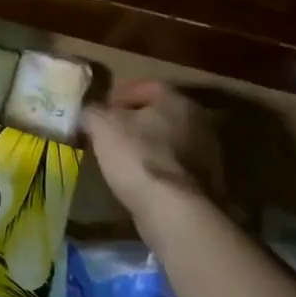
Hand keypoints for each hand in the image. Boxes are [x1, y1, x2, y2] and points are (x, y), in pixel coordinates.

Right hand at [80, 80, 219, 224]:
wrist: (173, 210)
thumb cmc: (137, 156)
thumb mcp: (102, 126)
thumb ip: (92, 112)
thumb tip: (88, 112)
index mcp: (178, 101)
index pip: (149, 86)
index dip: (123, 94)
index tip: (104, 107)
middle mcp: (199, 122)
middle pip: (162, 114)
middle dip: (136, 120)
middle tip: (112, 131)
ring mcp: (207, 154)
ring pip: (170, 141)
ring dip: (148, 145)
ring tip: (122, 157)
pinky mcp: (206, 183)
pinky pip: (175, 167)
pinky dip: (158, 168)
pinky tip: (139, 179)